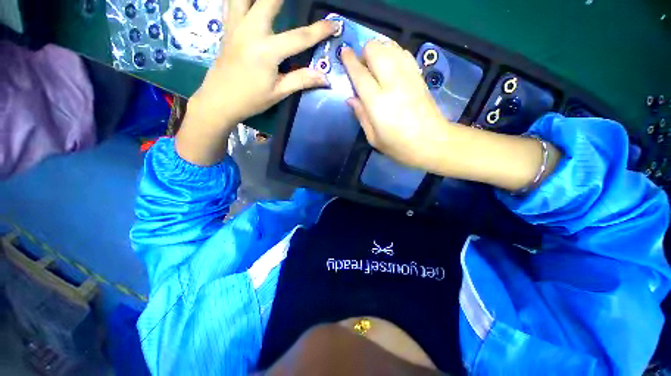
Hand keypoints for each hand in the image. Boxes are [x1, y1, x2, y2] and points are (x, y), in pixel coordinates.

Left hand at [177, 0, 338, 164]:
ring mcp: (236, 25)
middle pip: (269, 0)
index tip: (334, 23)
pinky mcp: (228, 27)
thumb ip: (301, 80)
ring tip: (275, 1)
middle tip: (298, 0)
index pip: (299, 37)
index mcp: (267, 51)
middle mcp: (250, 31)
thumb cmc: (251, 100)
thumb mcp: (278, 93)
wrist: (219, 100)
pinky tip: (251, 3)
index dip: (319, 31)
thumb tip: (324, 78)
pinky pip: (232, 2)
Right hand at [340, 40, 448, 169]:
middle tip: (362, 67)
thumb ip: (361, 115)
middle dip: (365, 53)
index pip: (360, 73)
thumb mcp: (374, 138)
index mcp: (377, 102)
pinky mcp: (419, 75)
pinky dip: (393, 53)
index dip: (349, 60)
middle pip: (375, 50)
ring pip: (390, 46)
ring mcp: (408, 76)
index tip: (344, 52)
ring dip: (379, 51)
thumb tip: (351, 98)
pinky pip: (403, 53)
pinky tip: (391, 66)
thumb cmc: (399, 146)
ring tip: (376, 66)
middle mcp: (392, 83)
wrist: (432, 142)